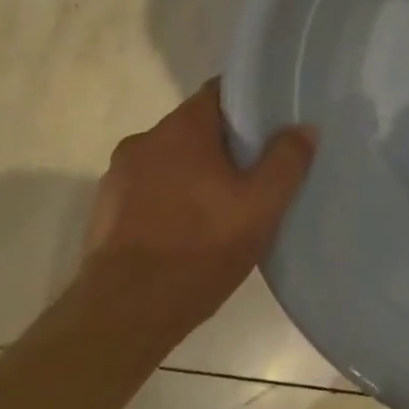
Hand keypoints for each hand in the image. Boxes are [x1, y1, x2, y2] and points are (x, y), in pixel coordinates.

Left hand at [78, 79, 316, 339]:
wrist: (124, 315)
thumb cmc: (200, 248)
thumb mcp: (261, 206)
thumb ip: (286, 161)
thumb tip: (303, 128)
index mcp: (181, 128)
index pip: (220, 92)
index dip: (249, 103)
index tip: (272, 122)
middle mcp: (144, 140)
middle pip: (196, 127)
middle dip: (225, 144)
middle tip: (256, 169)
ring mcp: (118, 176)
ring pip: (171, 160)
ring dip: (195, 173)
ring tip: (224, 205)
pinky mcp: (105, 211)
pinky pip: (149, 190)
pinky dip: (170, 199)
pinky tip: (190, 230)